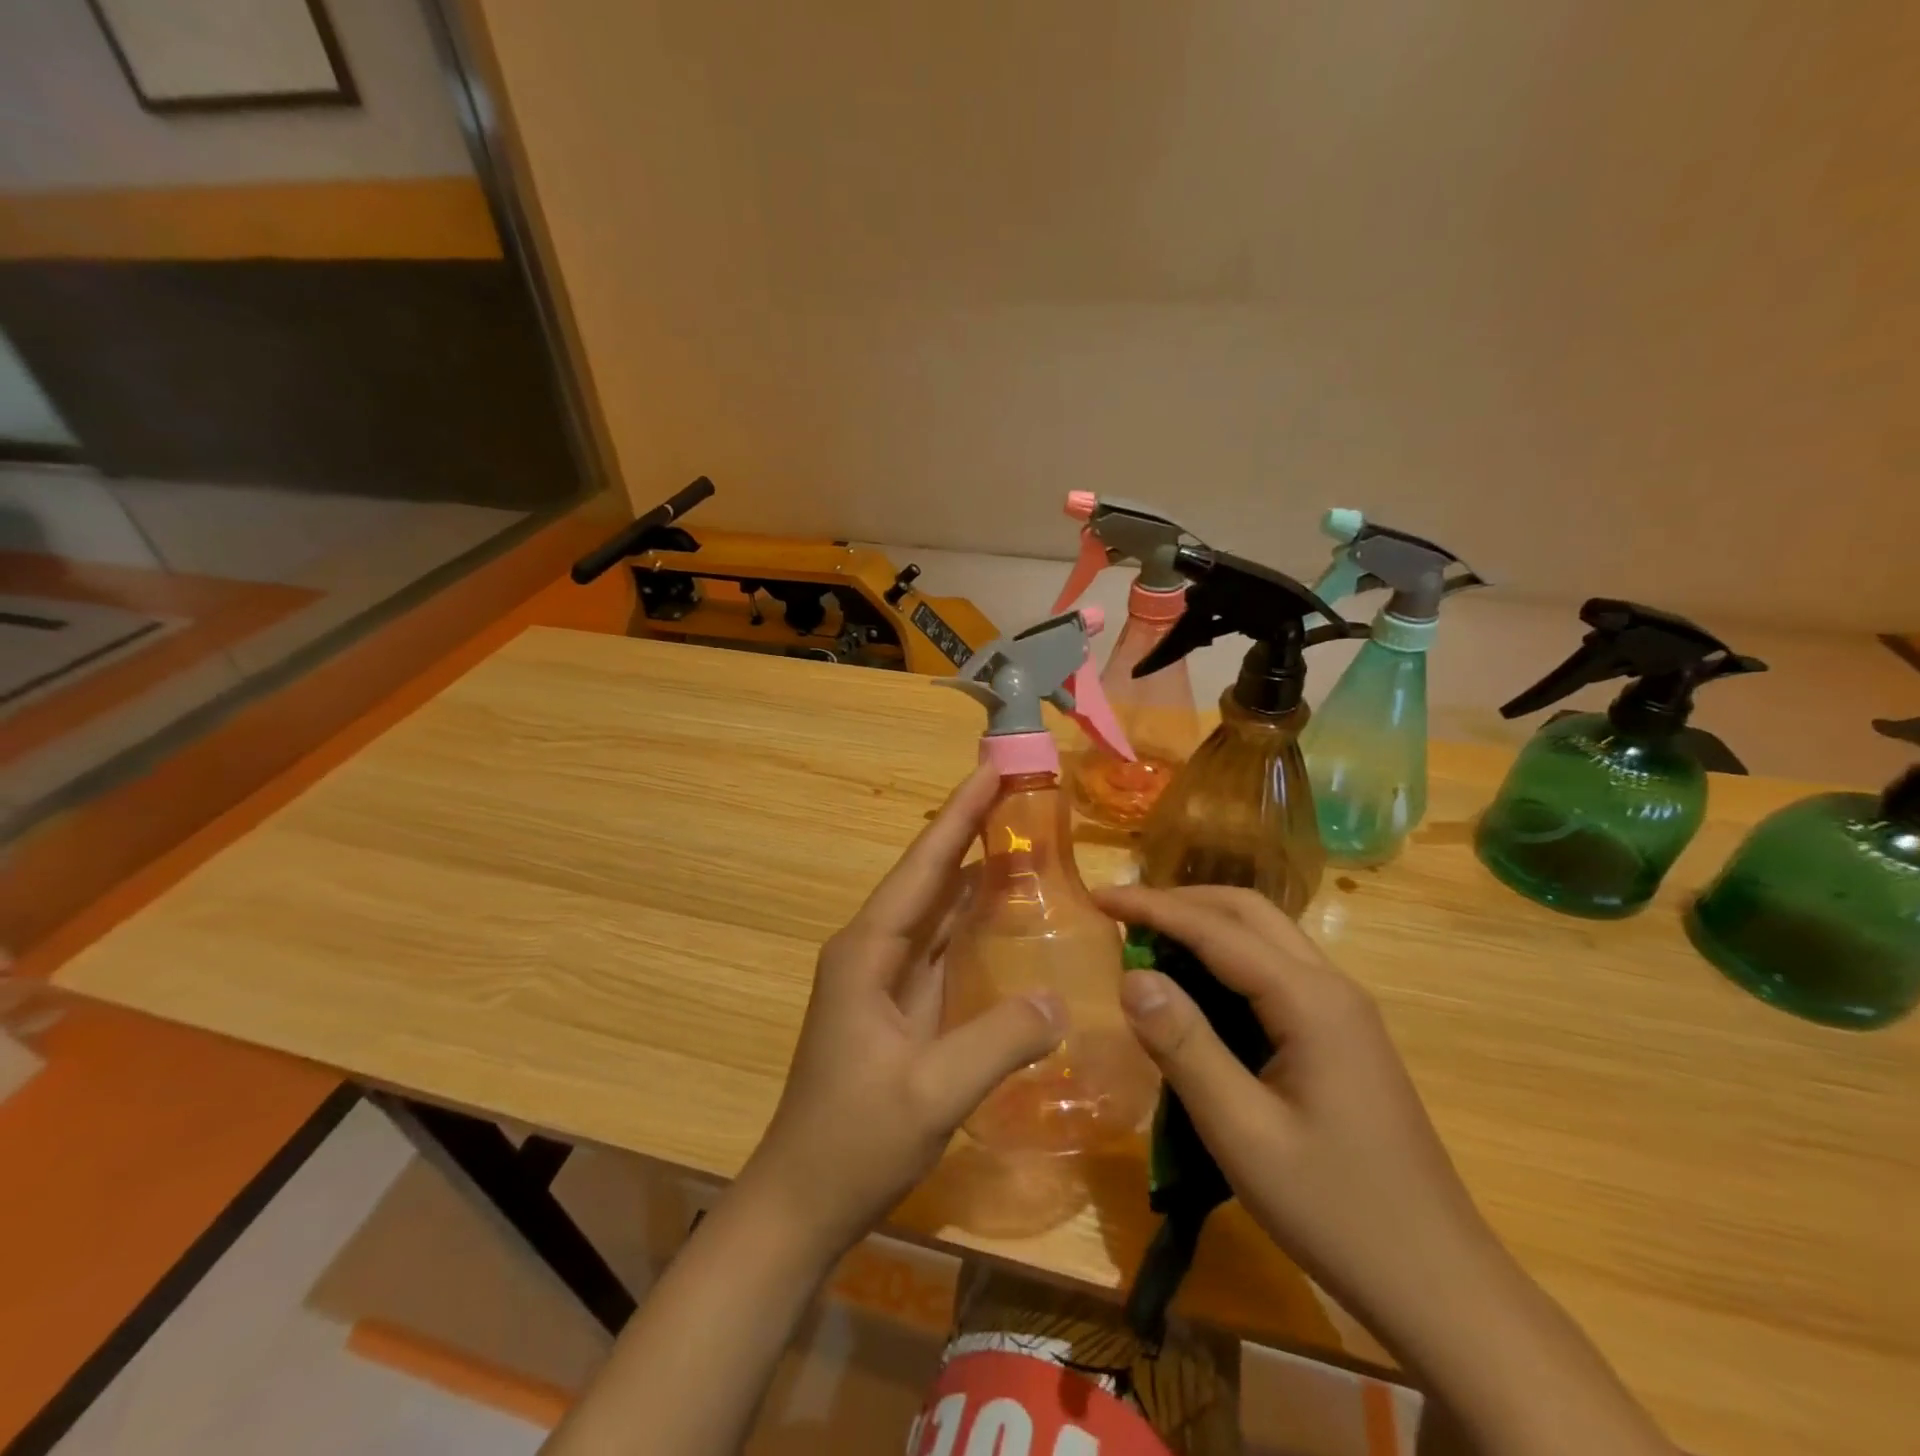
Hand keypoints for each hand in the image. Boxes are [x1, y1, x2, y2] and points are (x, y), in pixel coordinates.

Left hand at [739, 764, 1064, 1261]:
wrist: (802, 1201)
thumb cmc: (853, 1141)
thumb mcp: (931, 1094)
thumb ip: (998, 1042)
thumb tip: (1059, 998)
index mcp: (868, 951)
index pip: (923, 866)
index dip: (960, 815)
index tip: (992, 768)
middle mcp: (873, 949)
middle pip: (929, 876)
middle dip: (971, 830)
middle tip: (1021, 792)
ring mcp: (884, 977)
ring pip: (936, 908)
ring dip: (975, 871)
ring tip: (1023, 836)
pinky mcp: (898, 1004)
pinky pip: (942, 945)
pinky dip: (974, 919)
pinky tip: (1007, 912)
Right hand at [1091, 883, 1506, 1341]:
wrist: (1440, 1284)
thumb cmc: (1336, 1211)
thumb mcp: (1243, 1133)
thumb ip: (1184, 1047)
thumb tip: (1131, 976)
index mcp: (1311, 1001)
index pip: (1217, 930)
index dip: (1153, 907)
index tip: (1098, 897)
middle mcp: (1332, 987)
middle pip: (1248, 913)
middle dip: (1180, 902)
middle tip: (1121, 915)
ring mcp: (1344, 1011)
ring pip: (1266, 937)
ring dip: (1204, 927)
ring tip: (1147, 944)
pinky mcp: (1342, 1036)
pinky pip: (1276, 971)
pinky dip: (1226, 960)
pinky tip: (1197, 990)